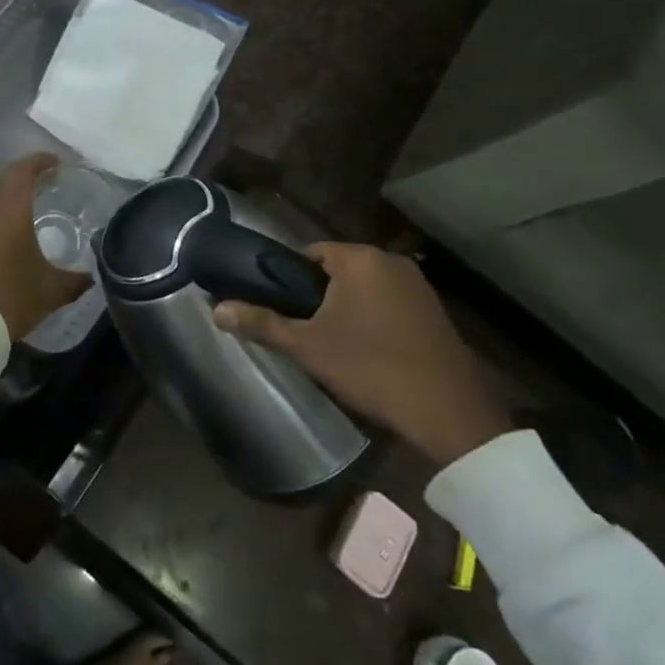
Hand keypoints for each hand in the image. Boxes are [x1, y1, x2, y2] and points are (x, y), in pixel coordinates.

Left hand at [0, 153, 90, 342]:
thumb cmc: (13, 298)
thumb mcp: (52, 290)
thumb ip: (75, 279)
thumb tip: (91, 276)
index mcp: (10, 210)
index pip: (23, 171)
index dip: (40, 161)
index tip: (56, 162)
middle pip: (4, 179)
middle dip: (25, 174)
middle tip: (46, 180)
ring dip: (8, 196)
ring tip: (28, 206)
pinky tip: (6, 234)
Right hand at [213, 243, 509, 466]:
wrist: (448, 412)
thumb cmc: (370, 367)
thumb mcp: (307, 347)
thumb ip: (262, 323)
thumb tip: (217, 309)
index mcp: (359, 258)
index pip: (310, 253)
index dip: (290, 279)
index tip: (282, 308)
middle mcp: (390, 260)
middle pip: (339, 269)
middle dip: (319, 295)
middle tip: (305, 331)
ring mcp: (418, 285)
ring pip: (366, 287)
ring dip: (348, 307)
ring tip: (334, 343)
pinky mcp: (435, 311)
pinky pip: (390, 303)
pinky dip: (375, 318)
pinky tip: (370, 351)